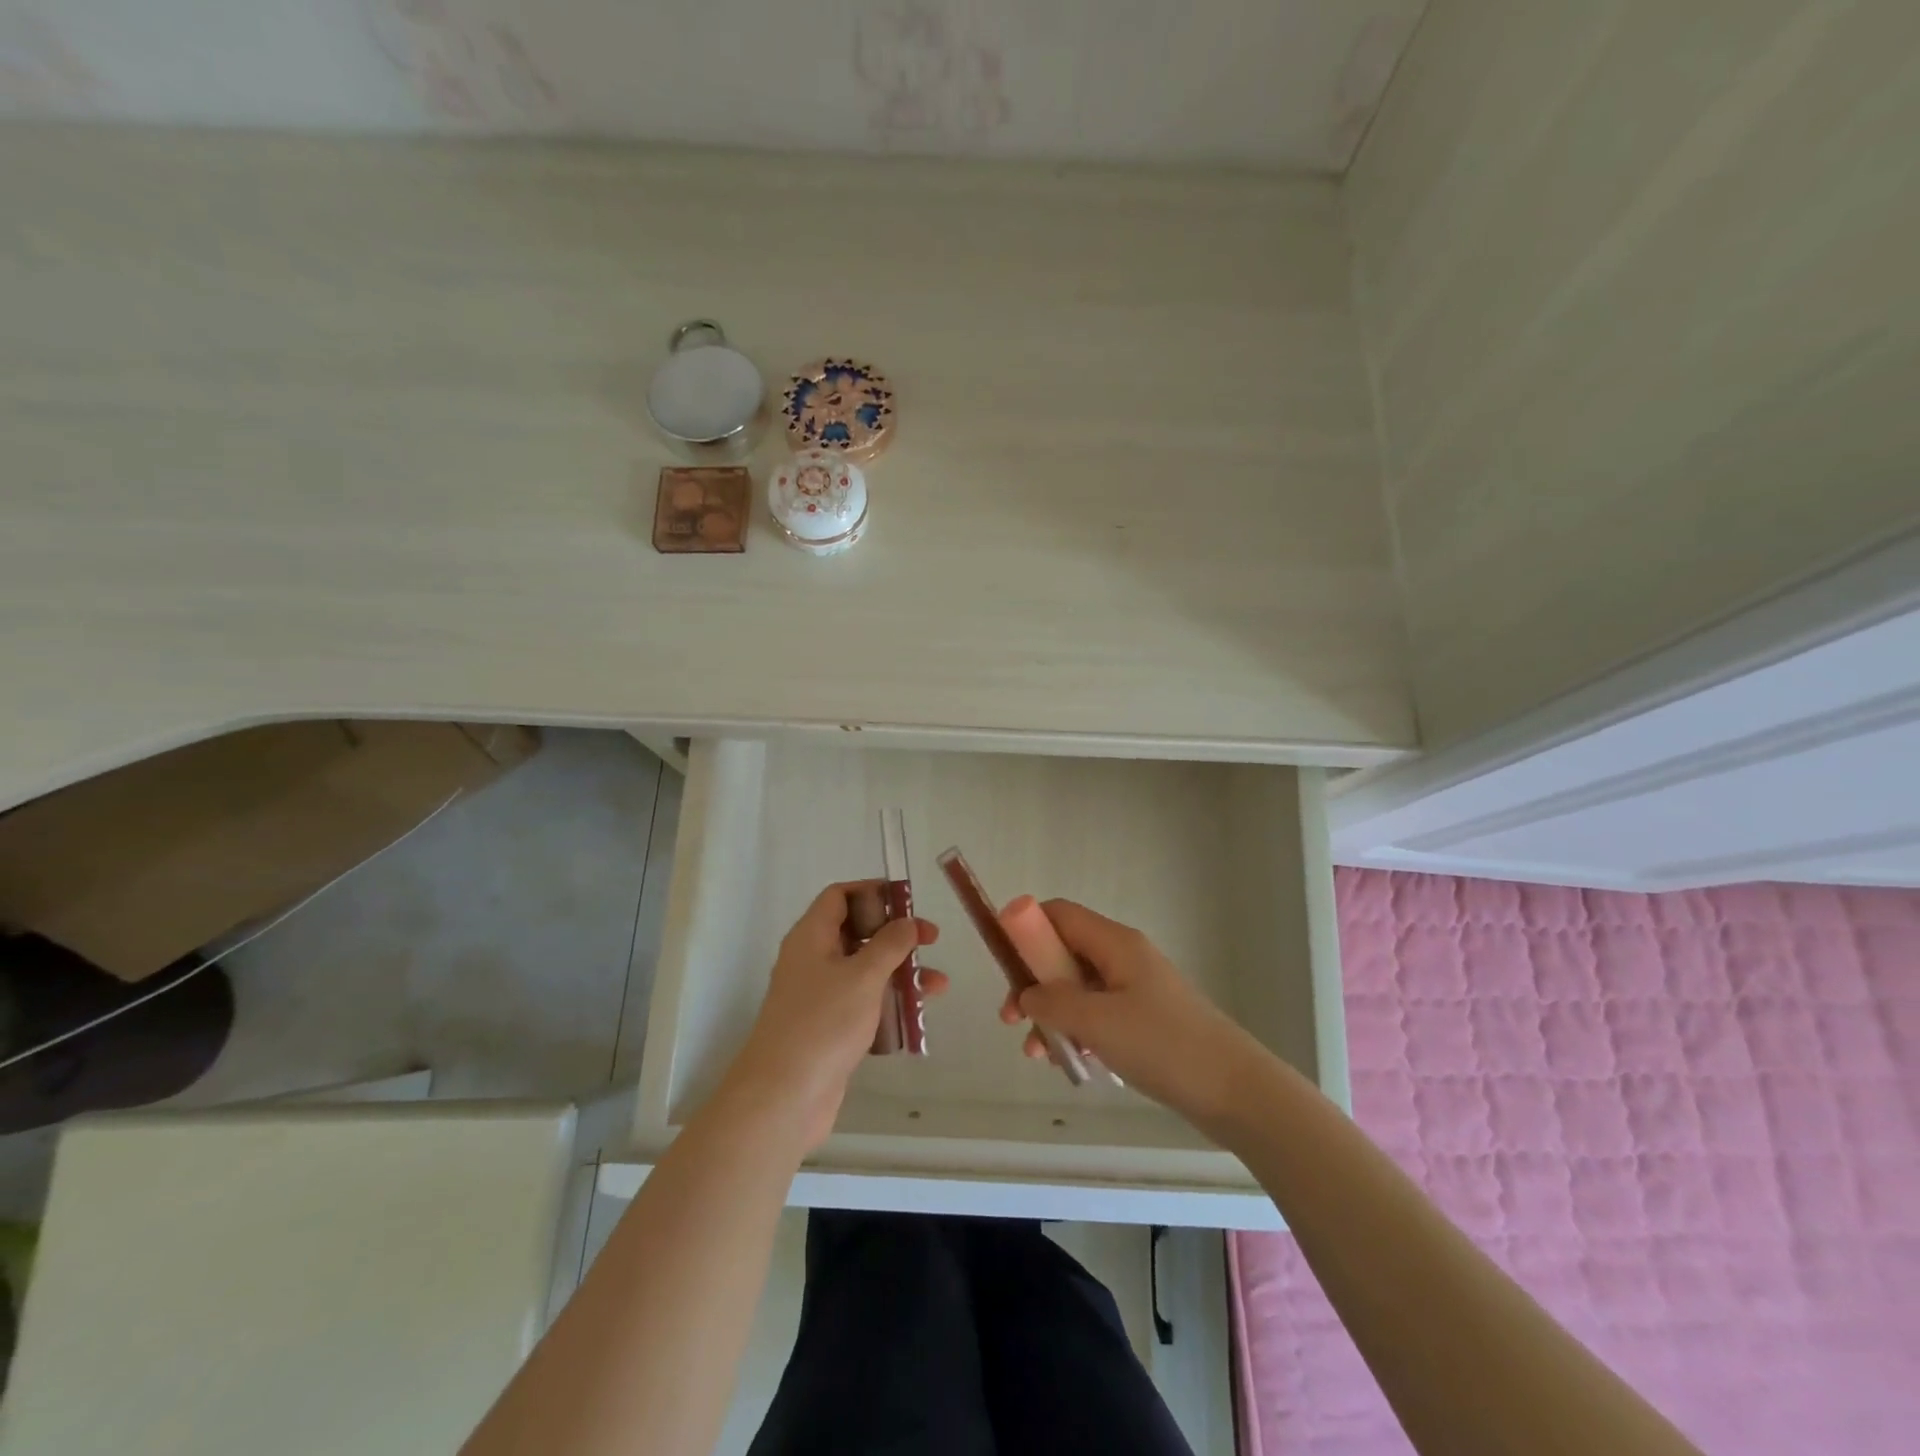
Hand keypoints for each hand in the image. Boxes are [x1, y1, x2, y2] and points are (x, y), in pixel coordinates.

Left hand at [722, 881, 947, 1151]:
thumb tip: (907, 921)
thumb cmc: (823, 1023)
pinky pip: (862, 1003)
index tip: (907, 901)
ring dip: (899, 971)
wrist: (783, 1096)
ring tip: (938, 985)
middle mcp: (811, 960)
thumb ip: (890, 944)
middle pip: (855, 931)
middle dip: (895, 934)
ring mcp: (818, 996)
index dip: (872, 891)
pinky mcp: (827, 1028)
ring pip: (863, 970)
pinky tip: (916, 1016)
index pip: (839, 896)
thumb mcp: (863, 976)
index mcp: (811, 936)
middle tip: (931, 940)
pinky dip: (888, 1002)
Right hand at [998, 899, 1263, 1123]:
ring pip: (1077, 989)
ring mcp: (1135, 989)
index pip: (1059, 914)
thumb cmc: (1163, 1045)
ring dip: (1052, 1013)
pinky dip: (1076, 1031)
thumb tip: (1025, 995)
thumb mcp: (1098, 1021)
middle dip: (1033, 982)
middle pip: (1064, 953)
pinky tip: (1068, 1063)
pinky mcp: (1143, 1020)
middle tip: (1011, 1017)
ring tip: (1037, 1052)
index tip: (1002, 960)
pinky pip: (1097, 1014)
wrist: (1233, 1090)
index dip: (1026, 927)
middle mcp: (1123, 957)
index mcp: (1115, 943)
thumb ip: (1053, 1002)